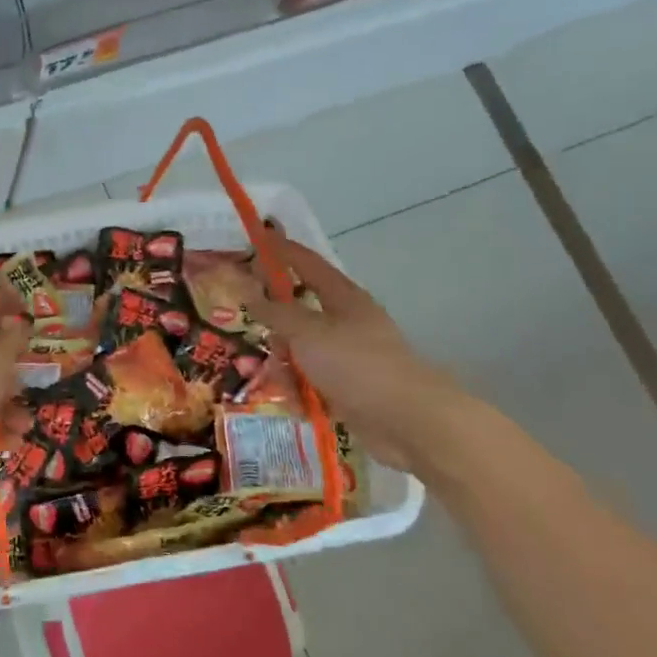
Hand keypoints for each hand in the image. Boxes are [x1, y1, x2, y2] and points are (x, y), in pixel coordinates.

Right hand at [246, 239, 466, 474]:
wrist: (407, 421)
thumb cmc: (357, 364)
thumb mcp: (308, 333)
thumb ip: (276, 312)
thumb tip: (249, 293)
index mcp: (342, 297)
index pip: (306, 263)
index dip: (281, 250)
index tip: (257, 236)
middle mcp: (345, 322)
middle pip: (298, 311)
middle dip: (275, 323)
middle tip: (253, 328)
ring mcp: (347, 356)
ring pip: (300, 349)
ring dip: (284, 363)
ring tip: (280, 380)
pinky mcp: (346, 387)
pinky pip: (309, 380)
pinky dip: (298, 388)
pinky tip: (294, 401)